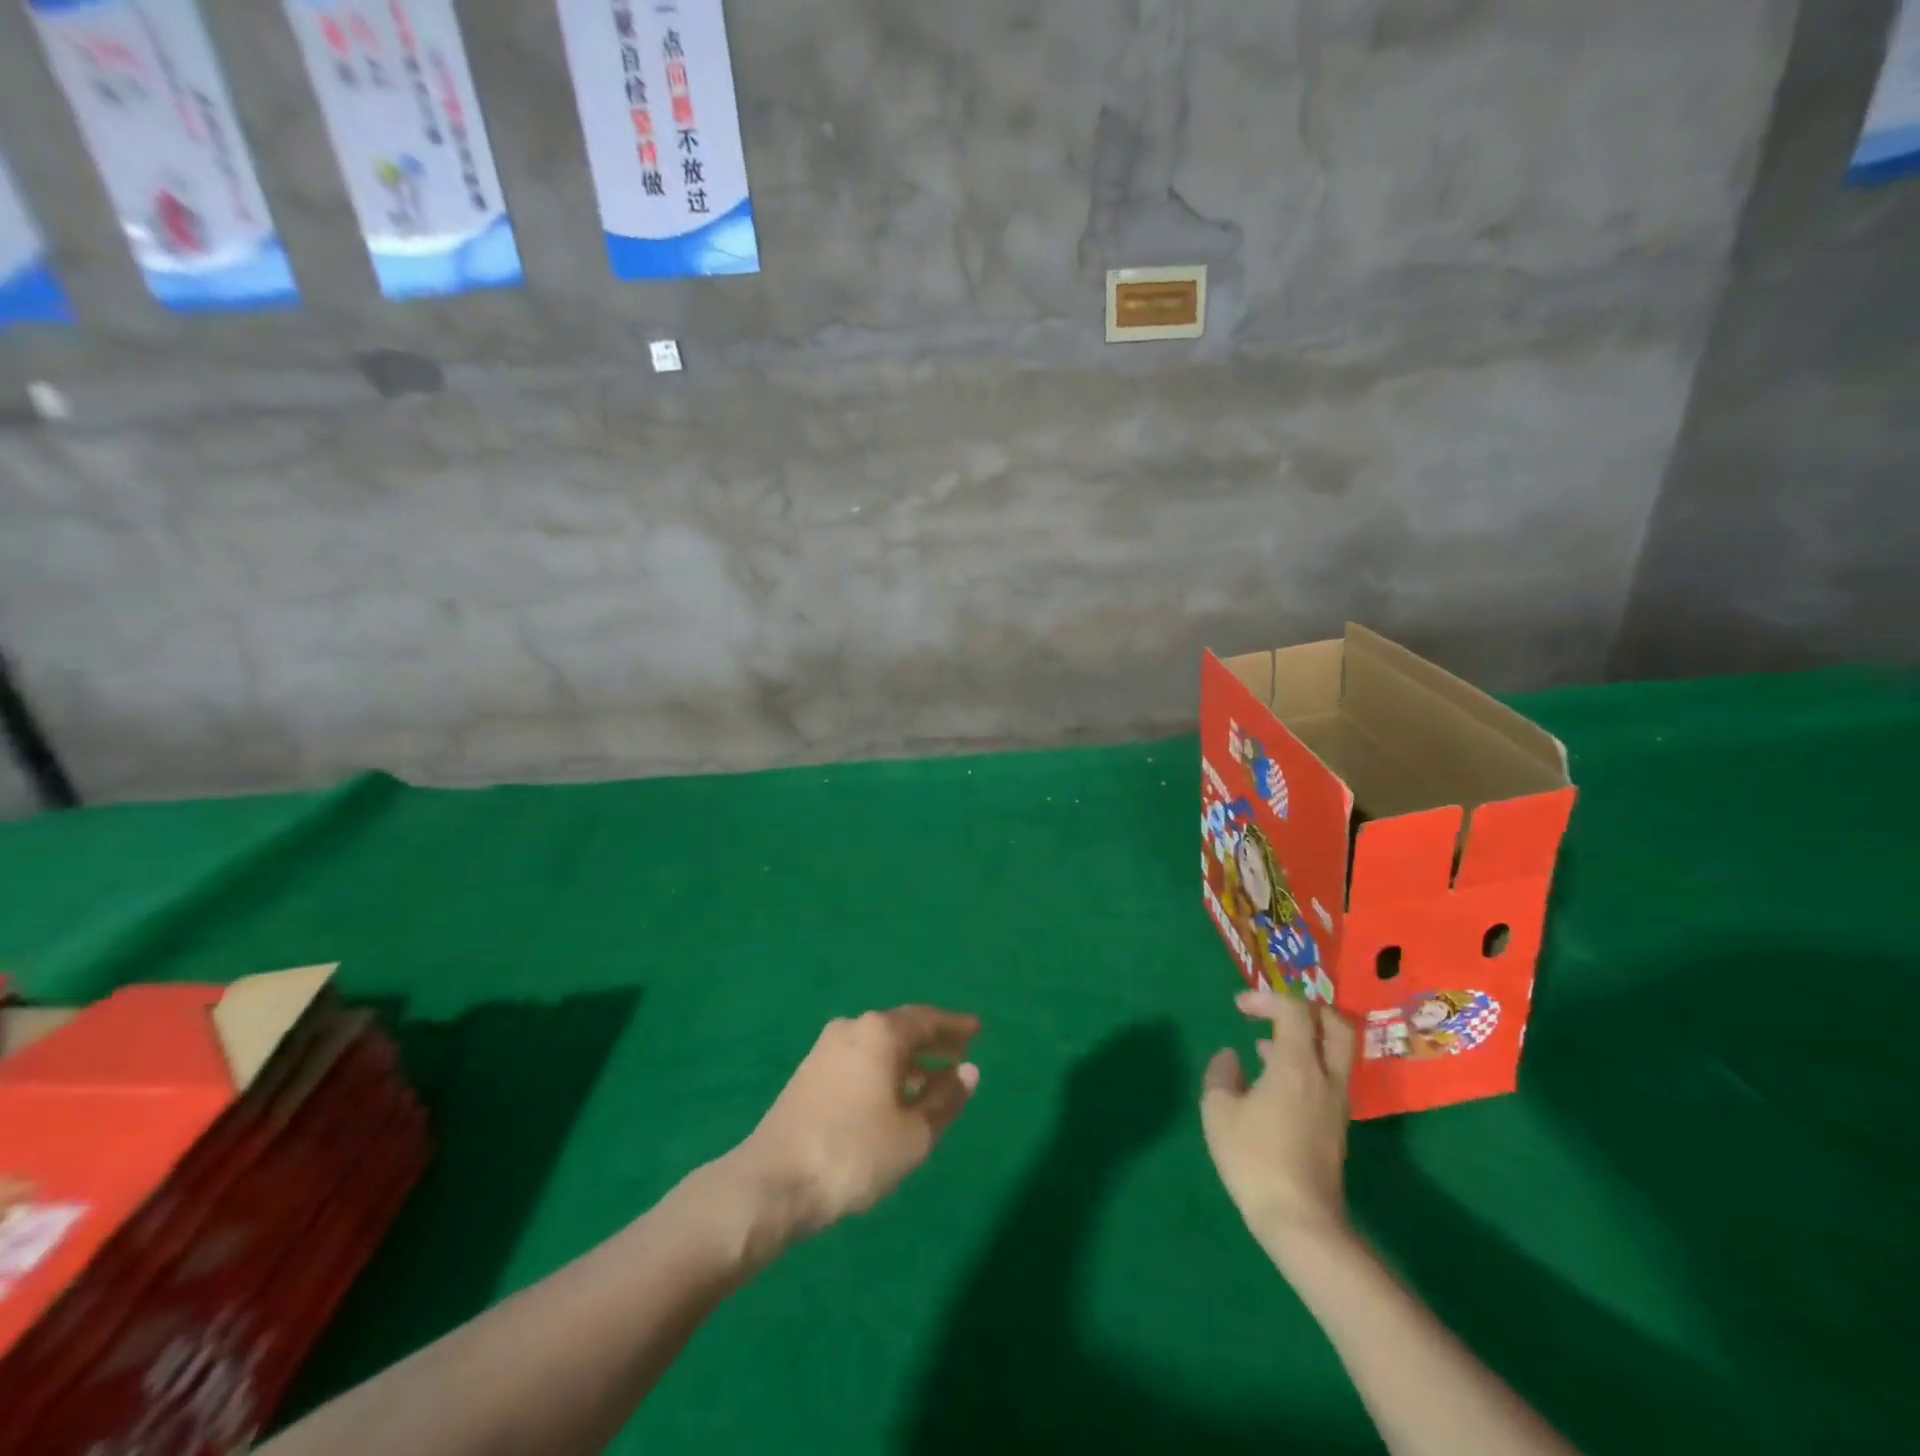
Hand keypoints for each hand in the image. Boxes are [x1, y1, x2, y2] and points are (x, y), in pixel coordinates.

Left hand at [736, 1006, 980, 1245]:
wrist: (772, 1182)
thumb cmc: (854, 1153)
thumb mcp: (914, 1134)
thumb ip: (946, 1100)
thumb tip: (968, 1071)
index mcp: (881, 1033)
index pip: (927, 1019)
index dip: (955, 1026)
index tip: (977, 1030)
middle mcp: (853, 1029)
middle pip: (902, 1028)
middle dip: (934, 1041)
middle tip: (962, 1052)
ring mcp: (826, 1050)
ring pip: (879, 1047)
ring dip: (910, 1061)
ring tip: (935, 1083)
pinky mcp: (809, 1075)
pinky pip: (860, 1061)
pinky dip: (885, 1071)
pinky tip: (894, 1098)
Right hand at [1201, 988, 1356, 1264]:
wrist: (1300, 1221)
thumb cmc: (1254, 1159)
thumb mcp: (1219, 1111)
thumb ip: (1221, 1074)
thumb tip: (1231, 1058)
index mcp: (1297, 1065)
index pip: (1294, 1011)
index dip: (1266, 999)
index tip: (1239, 1007)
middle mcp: (1325, 1077)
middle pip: (1335, 1024)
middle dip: (1305, 1009)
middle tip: (1274, 1012)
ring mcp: (1336, 1103)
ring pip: (1335, 1052)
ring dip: (1306, 1038)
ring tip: (1265, 1046)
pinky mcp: (1336, 1126)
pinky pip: (1328, 1076)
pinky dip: (1306, 1064)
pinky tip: (1275, 1081)